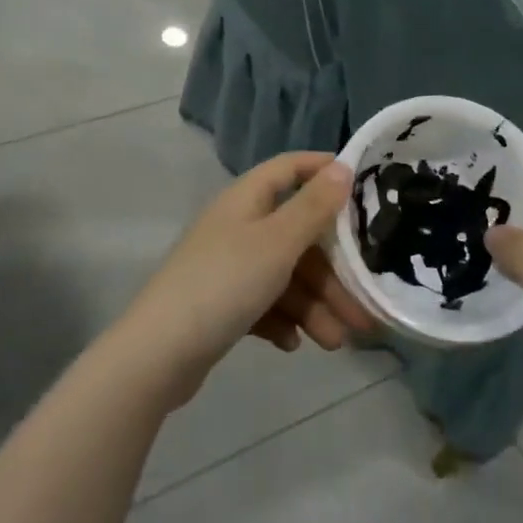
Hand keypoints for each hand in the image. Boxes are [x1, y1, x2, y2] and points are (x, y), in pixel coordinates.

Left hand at [118, 153, 376, 405]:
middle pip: (296, 236)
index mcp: (247, 200)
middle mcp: (238, 227)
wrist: (158, 355)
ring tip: (336, 342)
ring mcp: (228, 267)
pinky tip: (293, 344)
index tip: (363, 186)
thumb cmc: (225, 284)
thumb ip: (313, 207)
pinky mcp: (221, 305)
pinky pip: (264, 304)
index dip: (324, 170)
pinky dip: (283, 320)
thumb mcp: (277, 242)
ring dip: (314, 306)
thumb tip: (343, 166)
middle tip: (364, 305)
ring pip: (285, 276)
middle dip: (332, 271)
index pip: (290, 168)